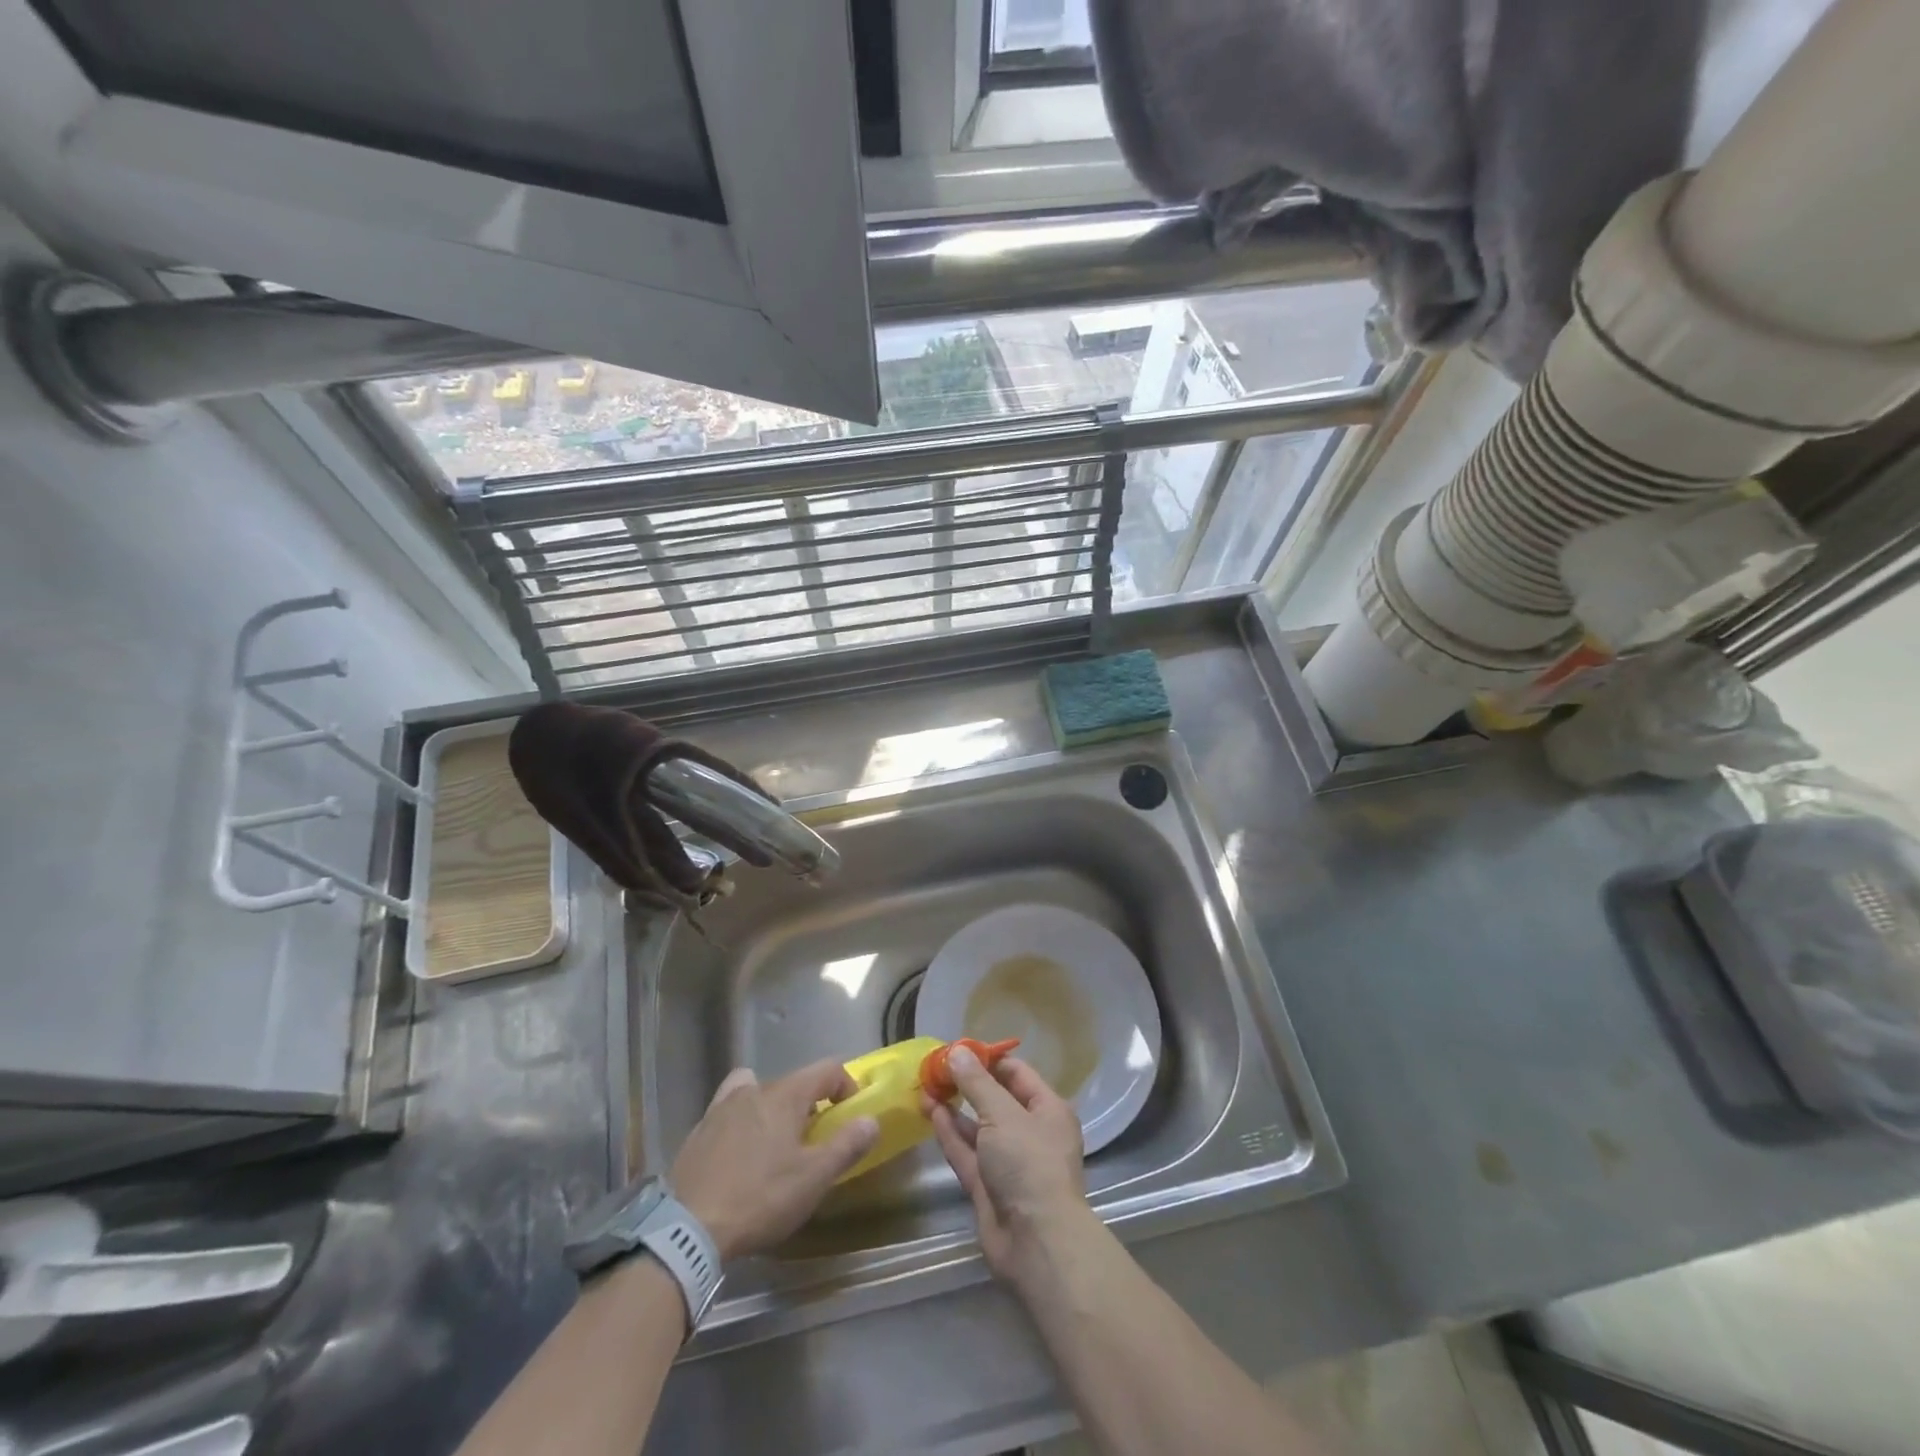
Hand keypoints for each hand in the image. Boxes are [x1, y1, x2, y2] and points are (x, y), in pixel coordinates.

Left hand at [671, 1061, 878, 1260]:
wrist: (688, 1229)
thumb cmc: (760, 1198)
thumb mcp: (813, 1178)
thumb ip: (846, 1145)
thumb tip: (871, 1120)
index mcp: (785, 1094)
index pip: (826, 1070)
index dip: (846, 1086)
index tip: (850, 1115)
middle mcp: (753, 1090)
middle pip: (791, 1082)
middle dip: (809, 1104)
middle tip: (814, 1141)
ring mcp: (721, 1108)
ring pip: (755, 1091)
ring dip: (771, 1108)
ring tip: (773, 1142)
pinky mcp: (698, 1132)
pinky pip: (728, 1112)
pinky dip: (740, 1123)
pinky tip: (739, 1155)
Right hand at [926, 1048, 1088, 1283]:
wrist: (1035, 1243)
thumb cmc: (1028, 1164)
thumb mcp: (1002, 1114)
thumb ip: (976, 1083)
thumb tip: (957, 1050)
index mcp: (1047, 1109)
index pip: (1016, 1073)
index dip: (986, 1059)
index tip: (956, 1049)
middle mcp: (1030, 1132)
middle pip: (995, 1099)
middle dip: (966, 1084)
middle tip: (934, 1068)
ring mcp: (1008, 1161)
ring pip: (977, 1127)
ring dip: (953, 1107)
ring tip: (925, 1086)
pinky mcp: (988, 1186)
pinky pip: (967, 1152)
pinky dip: (950, 1133)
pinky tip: (930, 1112)